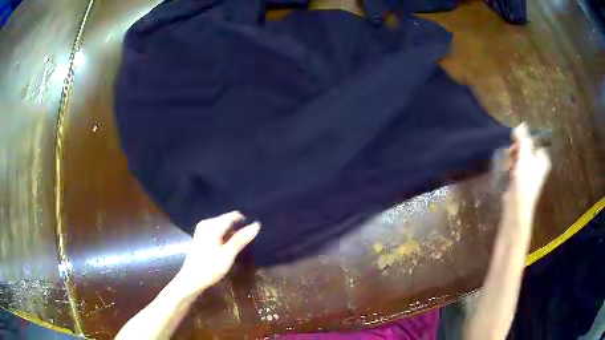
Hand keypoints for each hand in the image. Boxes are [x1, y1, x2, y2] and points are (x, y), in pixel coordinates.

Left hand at [174, 211, 259, 297]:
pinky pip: (218, 231)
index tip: (256, 233)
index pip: (234, 215)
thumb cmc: (210, 268)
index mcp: (212, 225)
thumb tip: (256, 224)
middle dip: (239, 228)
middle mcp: (207, 223)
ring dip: (233, 234)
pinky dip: (226, 237)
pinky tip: (230, 247)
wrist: (192, 280)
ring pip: (224, 226)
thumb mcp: (228, 254)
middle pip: (228, 220)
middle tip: (249, 242)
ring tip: (242, 245)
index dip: (246, 222)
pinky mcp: (202, 236)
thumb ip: (241, 238)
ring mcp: (203, 229)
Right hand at [503, 123, 550, 219]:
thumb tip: (521, 124)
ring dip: (511, 158)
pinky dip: (509, 166)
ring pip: (518, 157)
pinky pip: (514, 166)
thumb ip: (523, 139)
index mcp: (542, 159)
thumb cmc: (524, 180)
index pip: (533, 142)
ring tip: (507, 165)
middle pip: (525, 148)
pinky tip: (506, 171)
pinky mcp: (520, 180)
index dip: (524, 140)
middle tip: (510, 153)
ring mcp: (528, 173)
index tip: (515, 141)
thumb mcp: (524, 156)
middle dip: (515, 149)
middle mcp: (537, 165)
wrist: (517, 206)